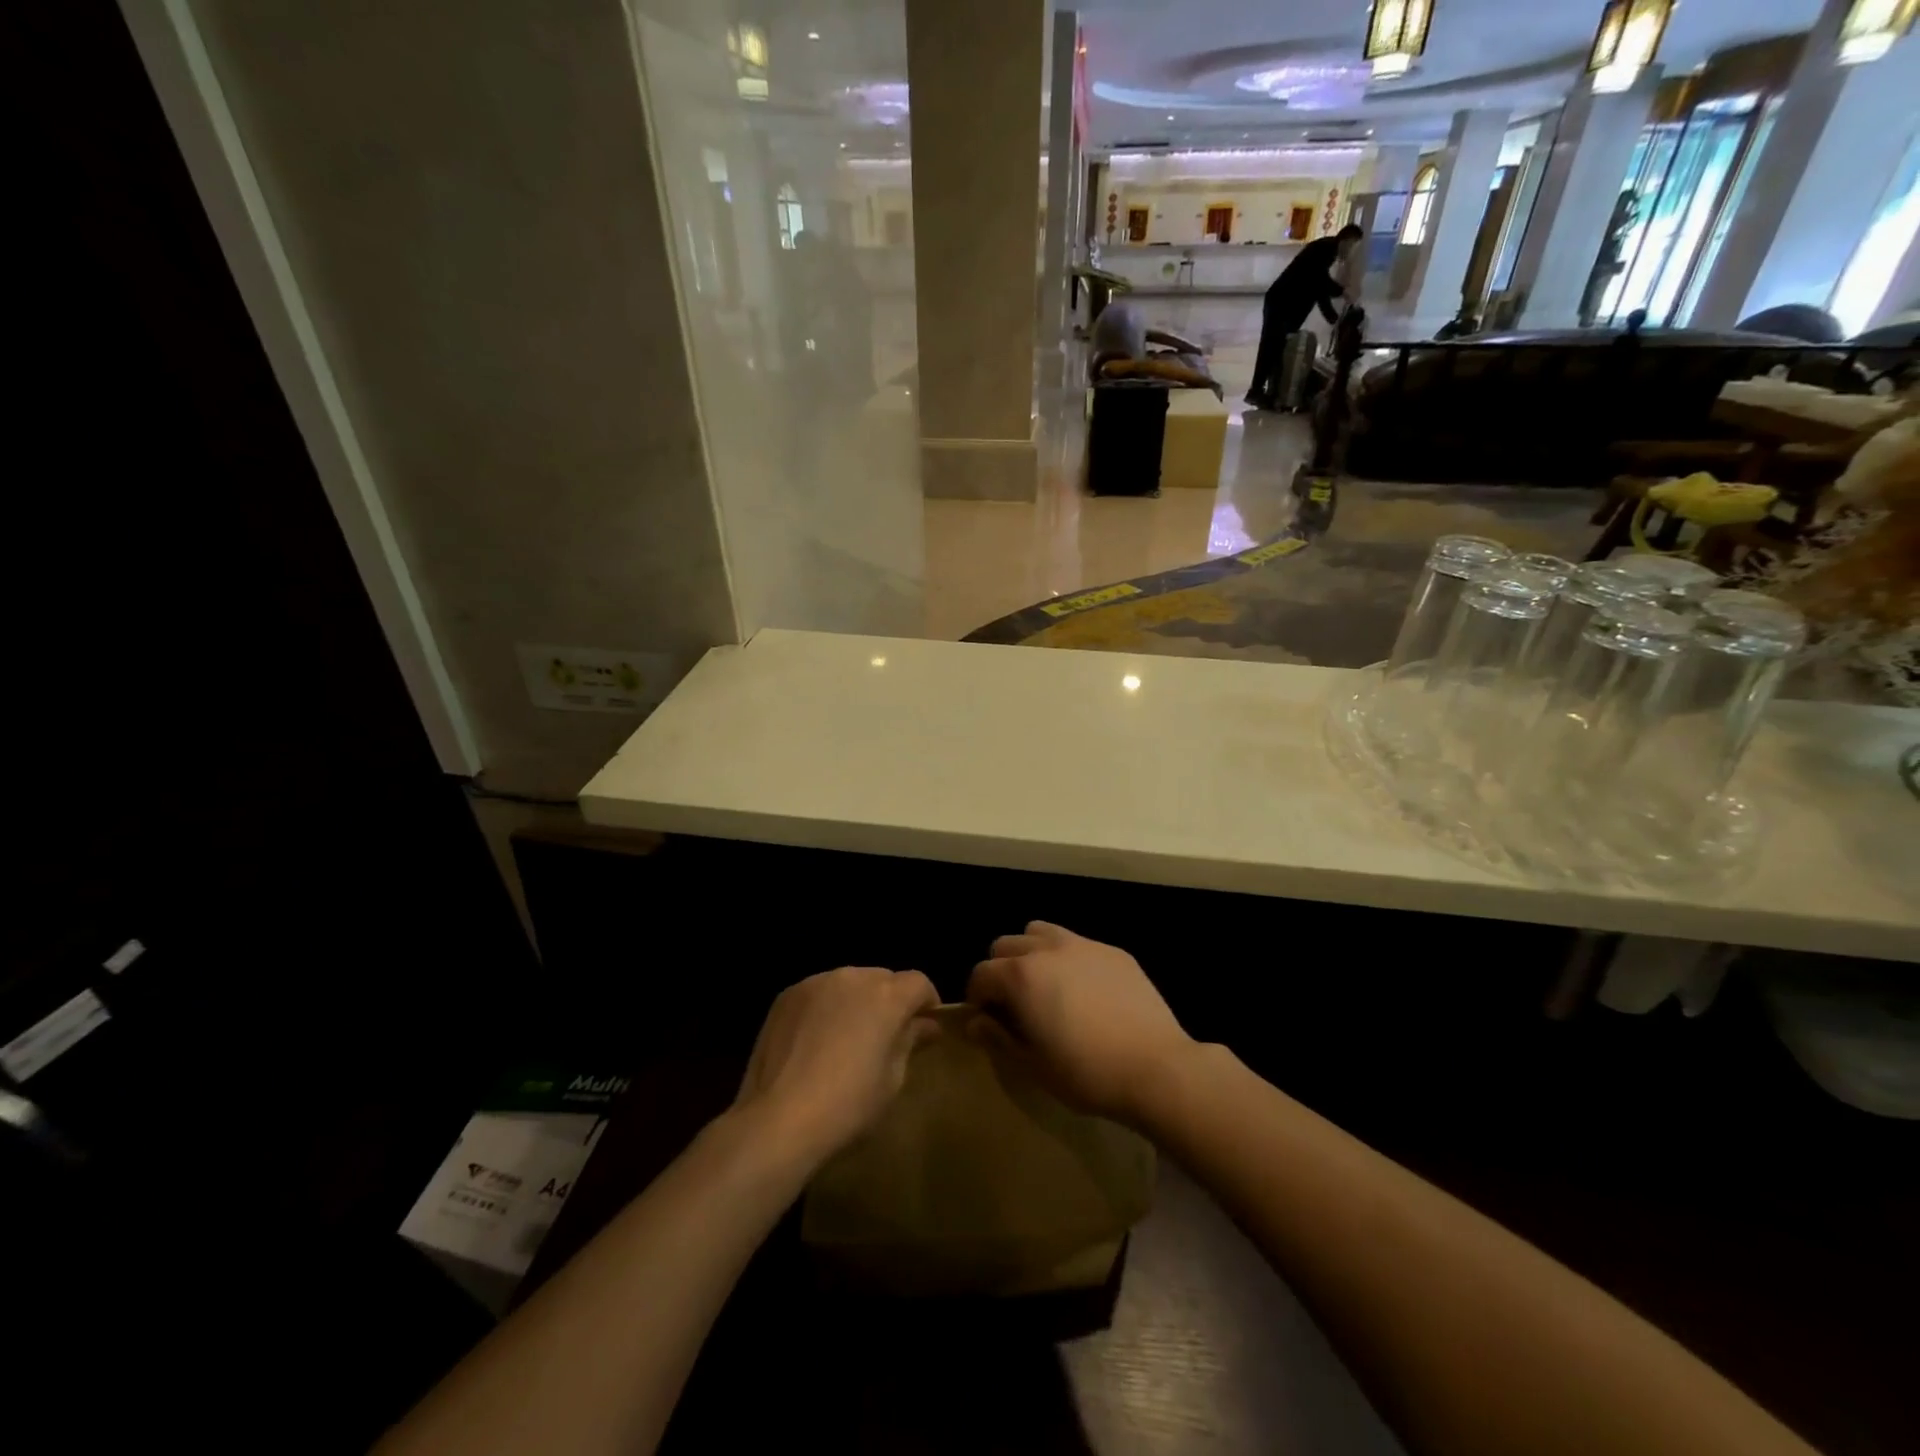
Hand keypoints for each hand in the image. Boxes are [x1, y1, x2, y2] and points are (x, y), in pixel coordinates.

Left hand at [734, 967, 938, 1169]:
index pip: (919, 983)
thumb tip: (926, 1025)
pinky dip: (826, 1007)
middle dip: (890, 1001)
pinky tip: (816, 1040)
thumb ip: (909, 1042)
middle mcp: (853, 977)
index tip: (924, 1026)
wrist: (778, 1120)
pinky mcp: (787, 995)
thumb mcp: (892, 1080)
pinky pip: (819, 993)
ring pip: (849, 983)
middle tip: (885, 1036)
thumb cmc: (848, 1106)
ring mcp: (816, 983)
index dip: (926, 1002)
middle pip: (883, 979)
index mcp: (886, 996)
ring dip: (857, 1001)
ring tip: (847, 1037)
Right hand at [966, 921, 1193, 1126]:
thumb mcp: (1033, 1066)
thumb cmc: (1087, 1073)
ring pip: (1040, 932)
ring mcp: (1083, 945)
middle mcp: (1047, 949)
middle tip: (1014, 1004)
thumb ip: (997, 1039)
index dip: (977, 996)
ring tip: (1046, 986)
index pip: (981, 973)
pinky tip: (1086, 992)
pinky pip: (1078, 944)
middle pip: (1006, 945)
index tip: (987, 1020)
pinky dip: (1068, 959)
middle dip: (1001, 970)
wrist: (1156, 1067)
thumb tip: (975, 1023)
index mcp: (1021, 976)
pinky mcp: (1113, 951)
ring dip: (1032, 953)